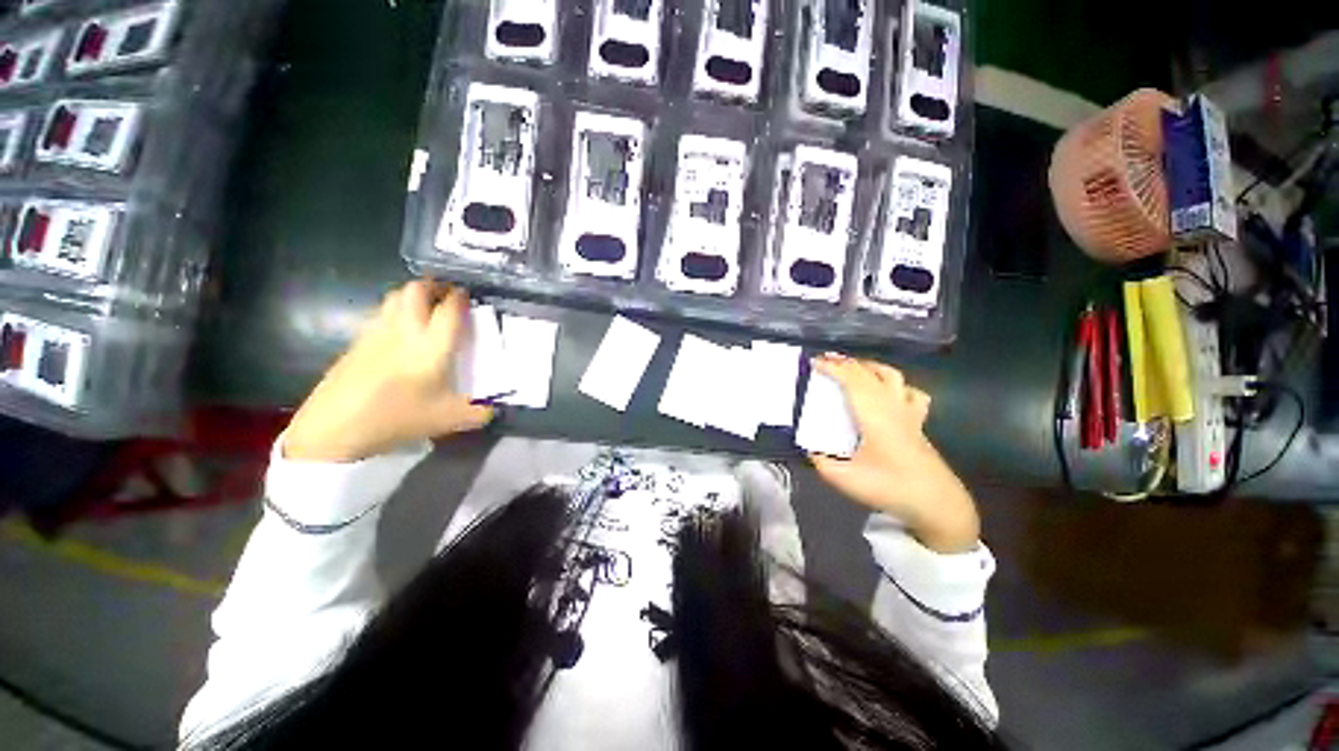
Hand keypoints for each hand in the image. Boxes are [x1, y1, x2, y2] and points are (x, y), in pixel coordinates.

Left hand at [284, 281, 494, 462]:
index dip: (462, 298)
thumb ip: (478, 412)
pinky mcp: (357, 341)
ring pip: (395, 296)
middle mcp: (404, 330)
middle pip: (417, 290)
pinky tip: (401, 331)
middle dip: (435, 286)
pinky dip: (395, 311)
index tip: (469, 298)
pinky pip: (381, 313)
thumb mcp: (448, 420)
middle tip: (448, 296)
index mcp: (431, 346)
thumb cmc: (397, 418)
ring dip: (414, 295)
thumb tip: (493, 408)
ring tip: (426, 308)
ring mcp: (377, 332)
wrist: (335, 427)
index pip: (450, 309)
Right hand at [808, 355, 979, 552]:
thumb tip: (808, 448)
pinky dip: (897, 385)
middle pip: (869, 372)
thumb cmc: (889, 487)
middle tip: (825, 360)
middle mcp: (892, 406)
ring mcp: (908, 412)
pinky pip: (911, 393)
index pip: (851, 380)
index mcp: (873, 414)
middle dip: (845, 362)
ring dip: (870, 366)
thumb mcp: (844, 478)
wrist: (936, 503)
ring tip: (853, 367)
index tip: (813, 361)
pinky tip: (889, 391)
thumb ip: (821, 461)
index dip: (832, 367)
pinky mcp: (918, 422)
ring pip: (892, 375)